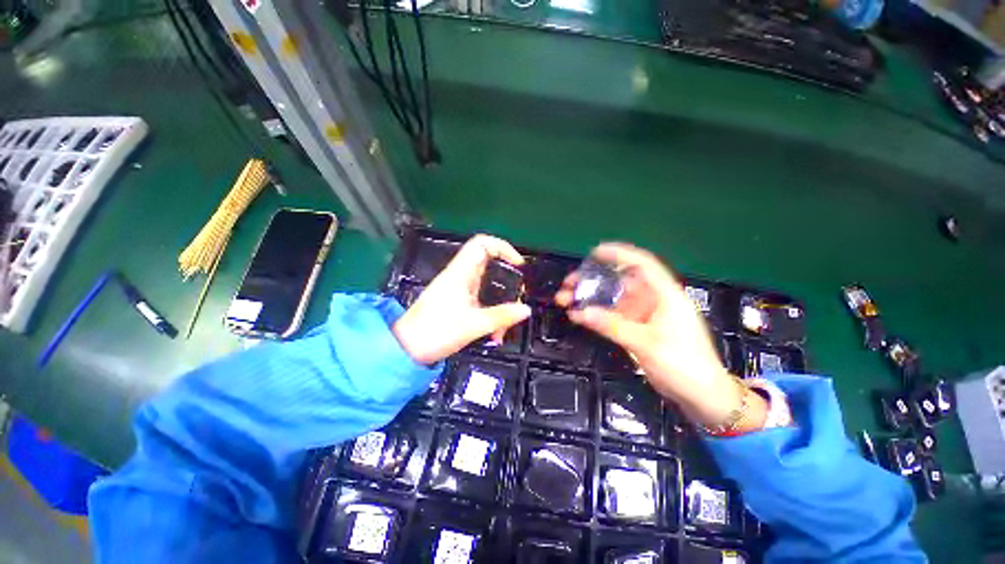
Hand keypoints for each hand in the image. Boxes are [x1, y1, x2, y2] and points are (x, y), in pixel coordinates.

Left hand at [393, 235, 531, 364]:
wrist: (407, 348)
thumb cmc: (436, 331)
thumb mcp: (473, 325)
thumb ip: (502, 316)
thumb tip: (526, 309)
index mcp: (461, 273)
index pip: (482, 244)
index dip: (503, 247)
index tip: (518, 265)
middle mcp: (460, 276)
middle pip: (490, 265)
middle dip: (507, 282)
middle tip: (516, 299)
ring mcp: (458, 289)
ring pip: (488, 286)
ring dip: (500, 304)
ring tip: (502, 328)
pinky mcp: (458, 301)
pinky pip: (481, 299)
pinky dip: (491, 312)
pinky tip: (493, 333)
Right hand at [556, 243, 764, 428]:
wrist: (701, 395)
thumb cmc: (683, 364)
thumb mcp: (646, 343)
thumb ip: (612, 326)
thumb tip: (579, 312)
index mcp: (665, 295)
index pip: (642, 265)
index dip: (619, 255)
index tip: (594, 252)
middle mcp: (653, 300)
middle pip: (620, 282)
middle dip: (593, 280)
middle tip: (569, 284)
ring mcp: (644, 315)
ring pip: (613, 299)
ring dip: (591, 298)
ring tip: (566, 299)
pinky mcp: (637, 329)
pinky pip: (612, 316)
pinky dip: (596, 314)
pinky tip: (579, 315)